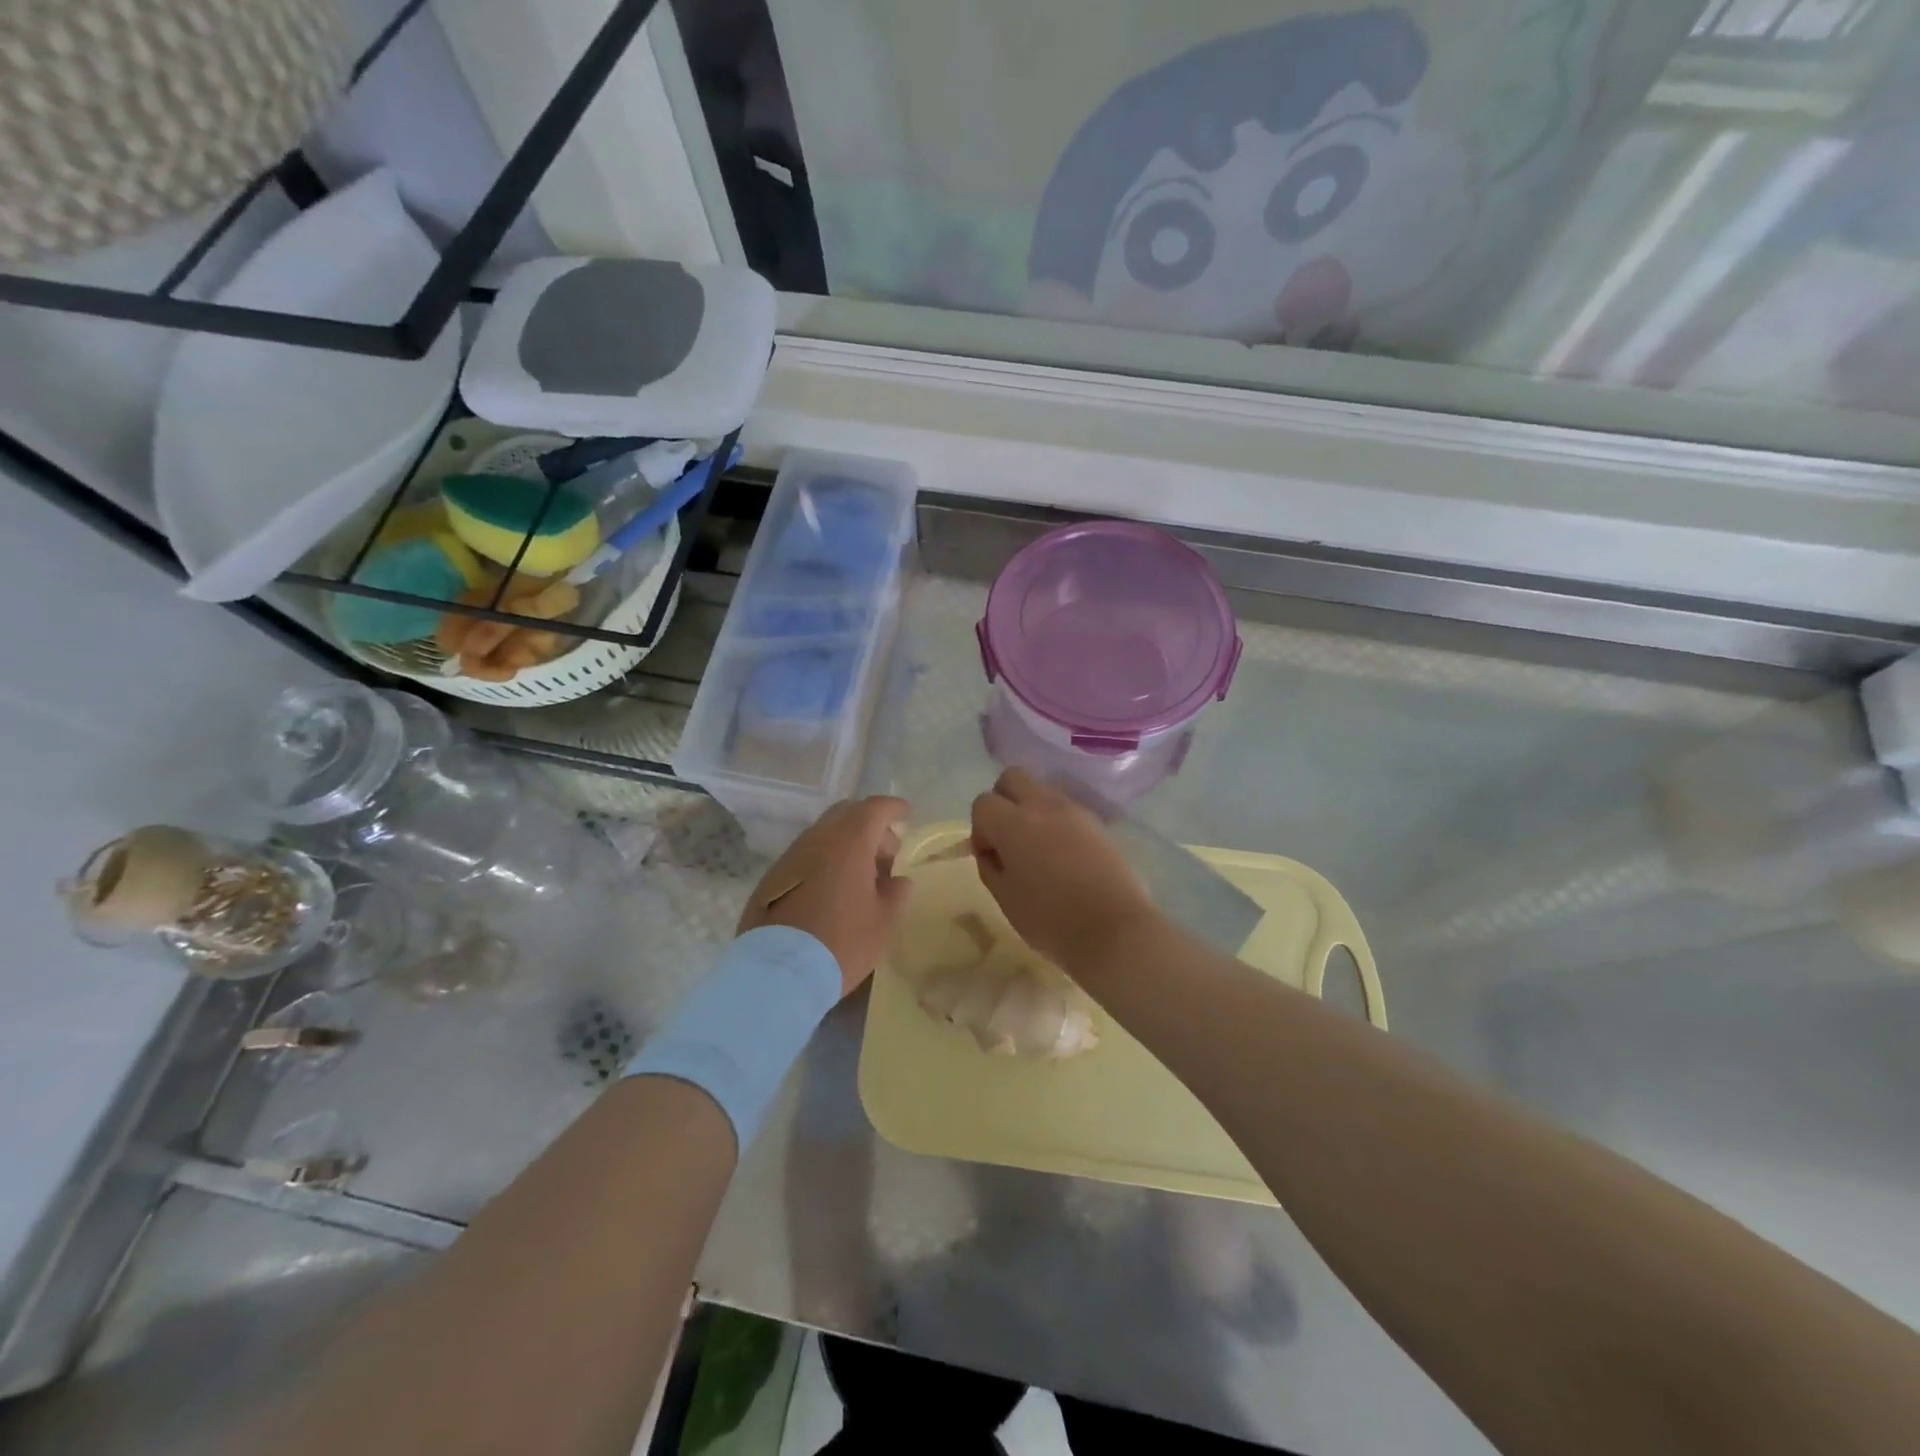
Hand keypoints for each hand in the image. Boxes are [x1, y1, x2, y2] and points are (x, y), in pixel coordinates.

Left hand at [739, 796, 912, 996]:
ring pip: (823, 835)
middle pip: (846, 814)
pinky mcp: (771, 878)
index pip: (874, 808)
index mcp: (849, 842)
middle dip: (869, 825)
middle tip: (885, 852)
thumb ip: (896, 894)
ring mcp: (790, 857)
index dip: (893, 808)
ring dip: (845, 845)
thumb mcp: (883, 922)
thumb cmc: (842, 942)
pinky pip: (805, 857)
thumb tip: (898, 881)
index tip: (906, 813)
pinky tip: (831, 891)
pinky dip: (824, 862)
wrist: (779, 972)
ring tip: (860, 876)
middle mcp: (817, 840)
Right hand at [969, 769, 1157, 970]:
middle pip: (1012, 778)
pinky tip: (1064, 856)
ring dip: (1031, 810)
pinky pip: (1066, 809)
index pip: (983, 803)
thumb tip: (991, 850)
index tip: (992, 857)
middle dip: (1003, 801)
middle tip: (1008, 839)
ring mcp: (1075, 810)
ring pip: (1042, 790)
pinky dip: (1057, 822)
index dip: (981, 829)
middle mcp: (1043, 805)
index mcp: (1014, 823)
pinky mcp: (1097, 822)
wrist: (1115, 929)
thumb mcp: (1006, 899)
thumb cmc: (1051, 919)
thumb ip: (990, 866)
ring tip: (1039, 850)